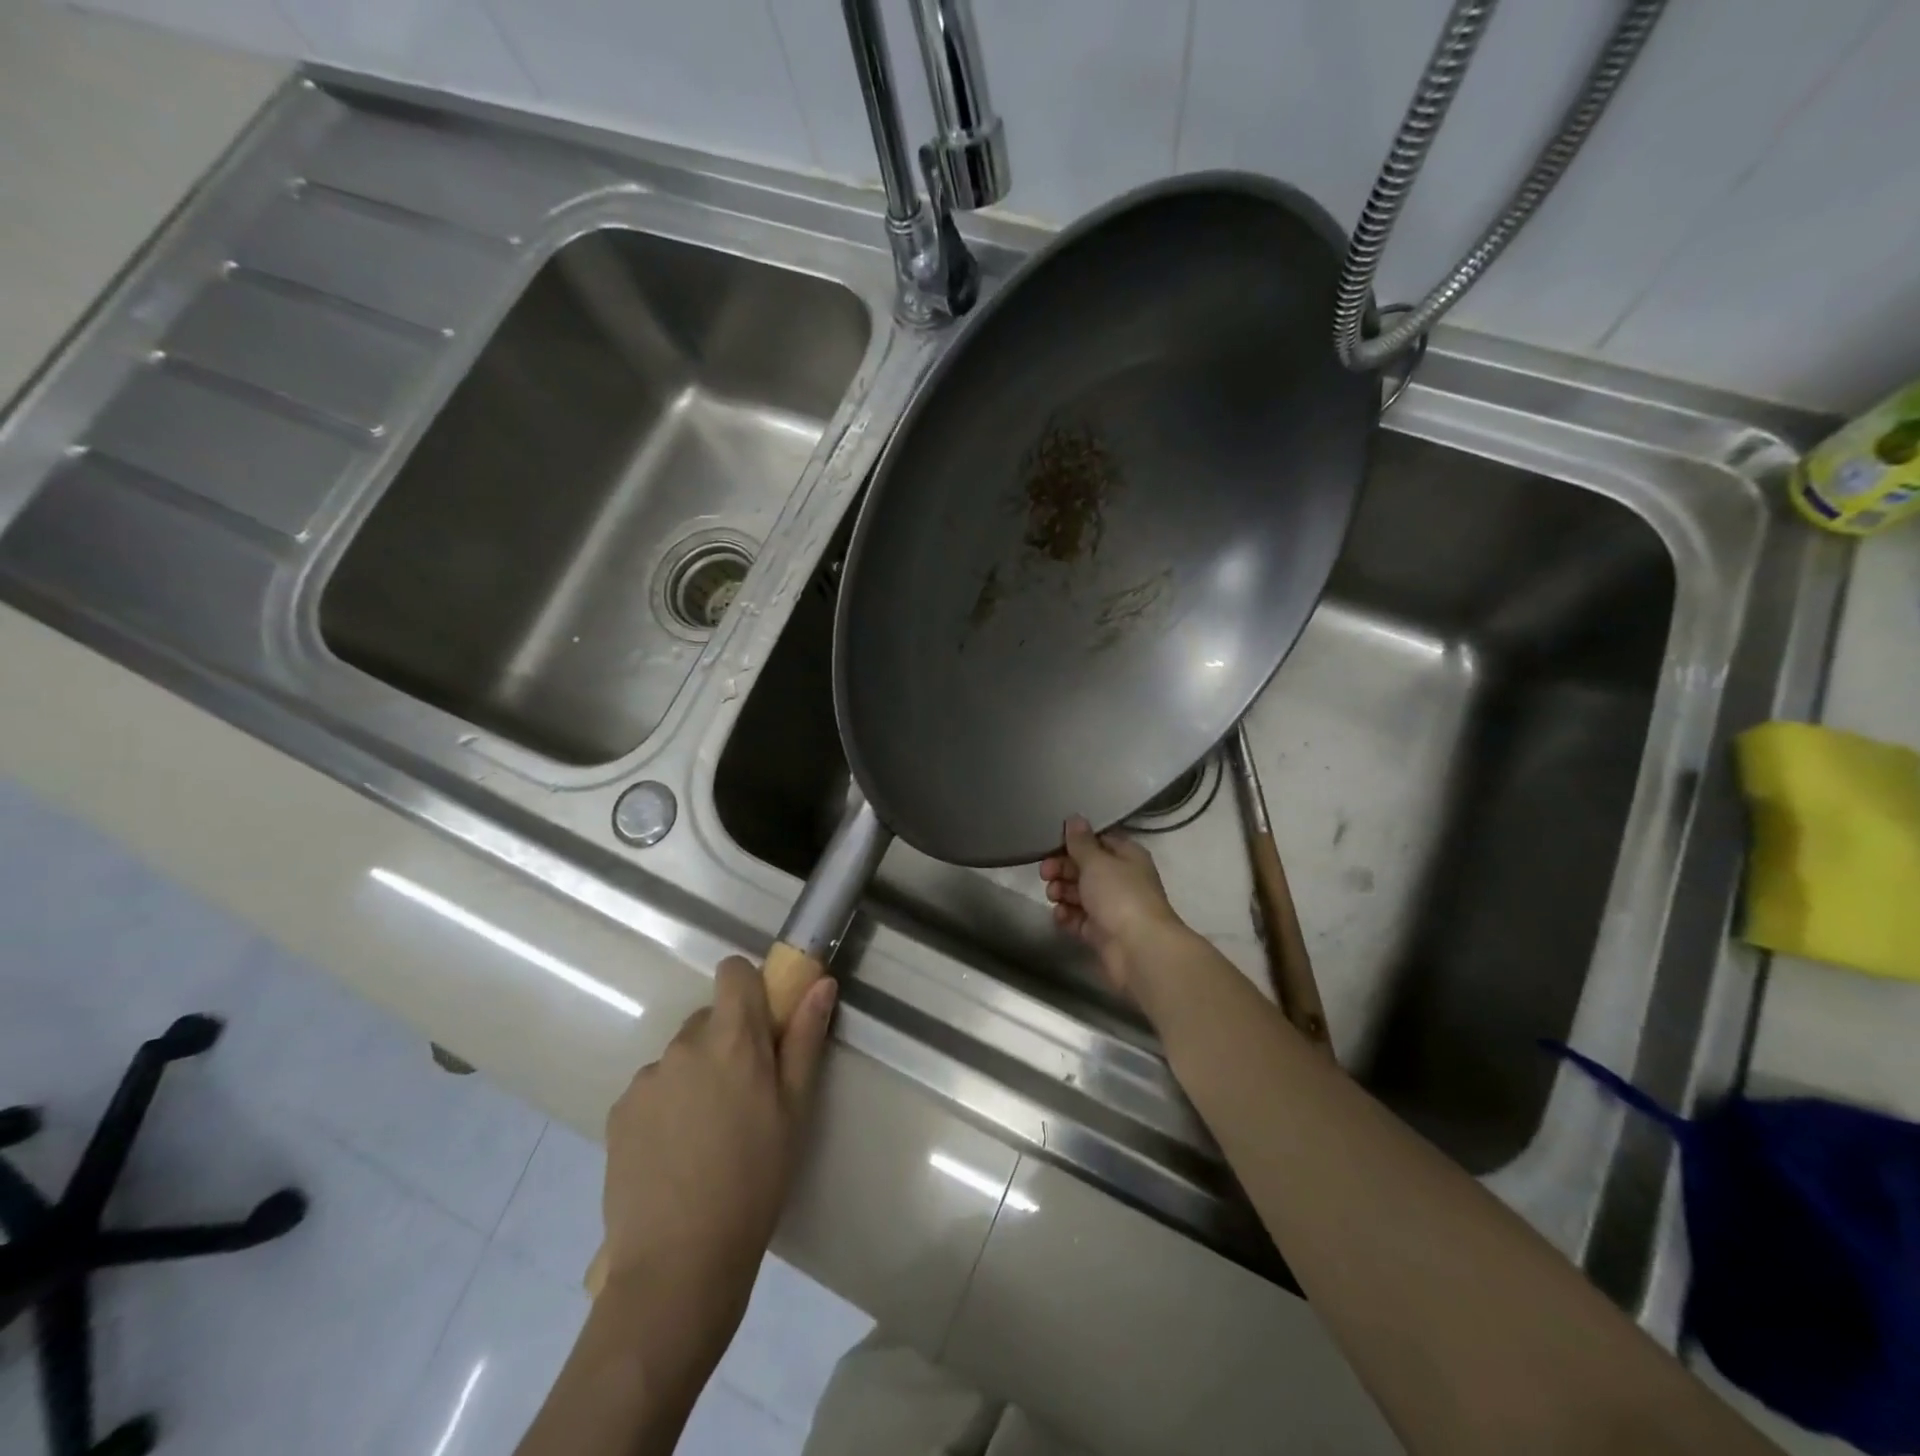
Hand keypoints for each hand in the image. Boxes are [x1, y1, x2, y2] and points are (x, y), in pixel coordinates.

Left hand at [600, 958, 835, 1346]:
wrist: (678, 1264)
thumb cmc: (755, 1179)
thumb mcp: (795, 1109)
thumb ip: (805, 1038)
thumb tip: (821, 982)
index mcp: (731, 1038)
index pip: (733, 972)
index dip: (750, 988)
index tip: (764, 1025)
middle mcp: (683, 1045)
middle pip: (709, 1018)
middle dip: (728, 1042)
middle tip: (744, 1097)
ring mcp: (646, 1078)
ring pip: (680, 1057)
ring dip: (696, 1076)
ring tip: (707, 1136)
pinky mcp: (618, 1113)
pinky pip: (652, 1090)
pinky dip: (667, 1107)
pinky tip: (676, 1155)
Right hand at [1040, 815, 1188, 1001]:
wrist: (1139, 950)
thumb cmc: (1120, 896)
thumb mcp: (1097, 861)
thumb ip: (1081, 841)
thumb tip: (1074, 818)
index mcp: (1127, 857)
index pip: (1098, 841)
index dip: (1075, 841)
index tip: (1052, 844)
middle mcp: (1121, 880)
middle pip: (1085, 867)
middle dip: (1063, 868)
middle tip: (1046, 873)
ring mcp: (1112, 908)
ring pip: (1080, 893)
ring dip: (1062, 891)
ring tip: (1053, 896)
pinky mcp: (1101, 933)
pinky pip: (1079, 919)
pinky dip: (1067, 916)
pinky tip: (1060, 915)